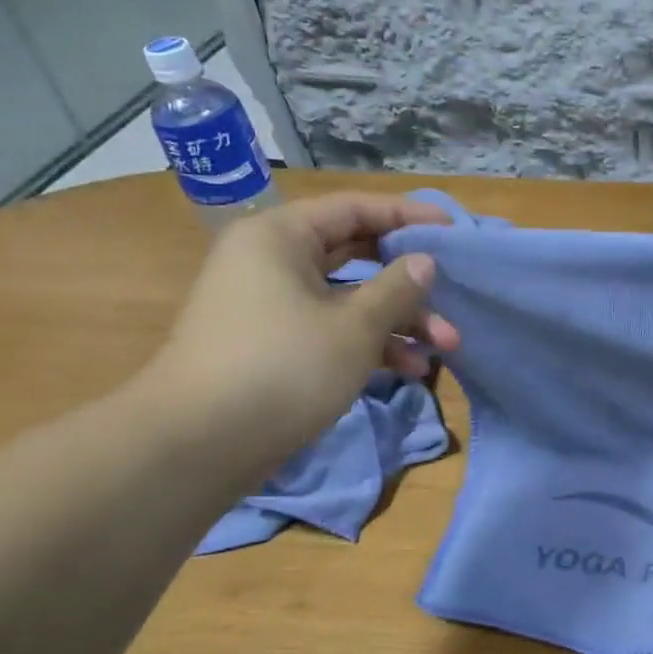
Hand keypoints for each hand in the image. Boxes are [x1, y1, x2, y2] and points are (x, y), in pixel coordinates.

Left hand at [139, 193, 460, 478]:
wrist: (199, 444)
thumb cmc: (284, 367)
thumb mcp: (355, 326)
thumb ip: (397, 288)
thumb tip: (424, 262)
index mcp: (281, 237)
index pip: (355, 209)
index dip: (408, 216)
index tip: (454, 232)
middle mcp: (273, 261)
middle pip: (356, 254)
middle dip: (410, 282)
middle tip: (453, 296)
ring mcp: (272, 305)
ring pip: (349, 298)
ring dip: (398, 320)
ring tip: (444, 347)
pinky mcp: (276, 344)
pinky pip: (332, 328)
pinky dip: (370, 343)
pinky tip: (407, 369)